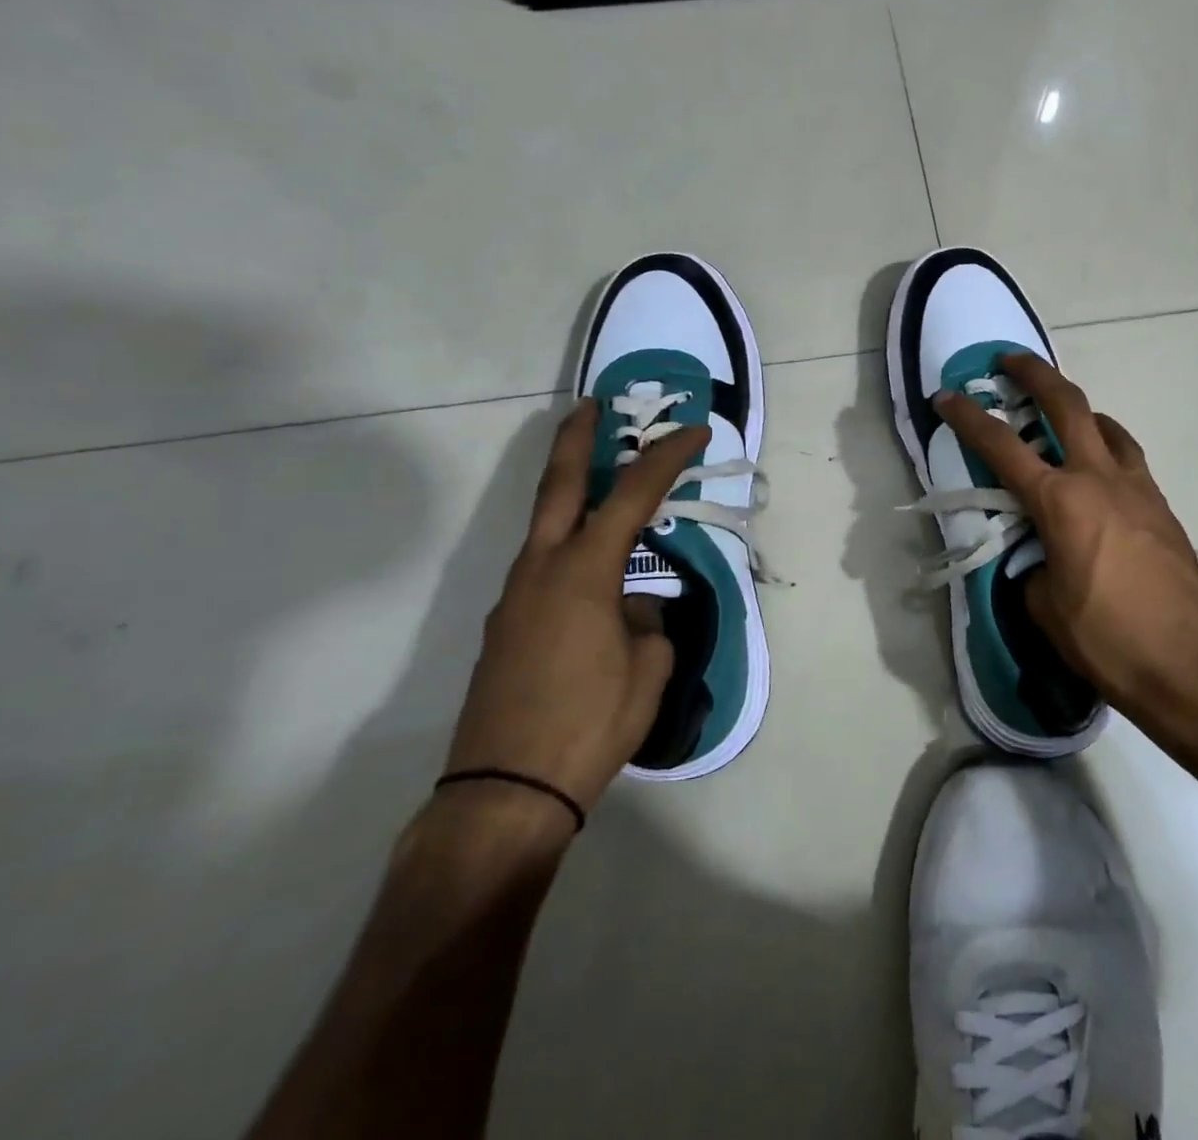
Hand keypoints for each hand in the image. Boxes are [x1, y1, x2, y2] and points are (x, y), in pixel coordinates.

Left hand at [442, 400, 708, 820]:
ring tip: (604, 492)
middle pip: (557, 486)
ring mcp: (514, 598)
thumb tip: (632, 609)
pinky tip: (594, 584)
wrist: (505, 791)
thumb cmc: (590, 721)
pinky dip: (569, 551)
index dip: (666, 457)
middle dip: (576, 439)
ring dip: (571, 498)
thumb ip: (647, 622)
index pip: (632, 494)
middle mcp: (541, 570)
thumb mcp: (648, 668)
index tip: (693, 431)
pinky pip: (542, 571)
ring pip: (545, 528)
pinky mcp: (504, 628)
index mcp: (583, 571)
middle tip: (591, 406)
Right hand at [936, 354, 1197, 729]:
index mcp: (1061, 502)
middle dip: (1034, 374)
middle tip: (1010, 360)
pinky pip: (1128, 458)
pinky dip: (1105, 447)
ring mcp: (1138, 489)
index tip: (947, 395)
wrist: (1189, 666)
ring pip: (1106, 426)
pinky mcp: (1162, 506)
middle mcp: (1100, 480)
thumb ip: (1032, 566)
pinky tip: (1098, 472)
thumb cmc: (1107, 640)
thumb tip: (1038, 554)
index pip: (1002, 447)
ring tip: (1059, 416)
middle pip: (1067, 404)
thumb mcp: (1045, 607)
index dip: (969, 417)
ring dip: (1078, 409)